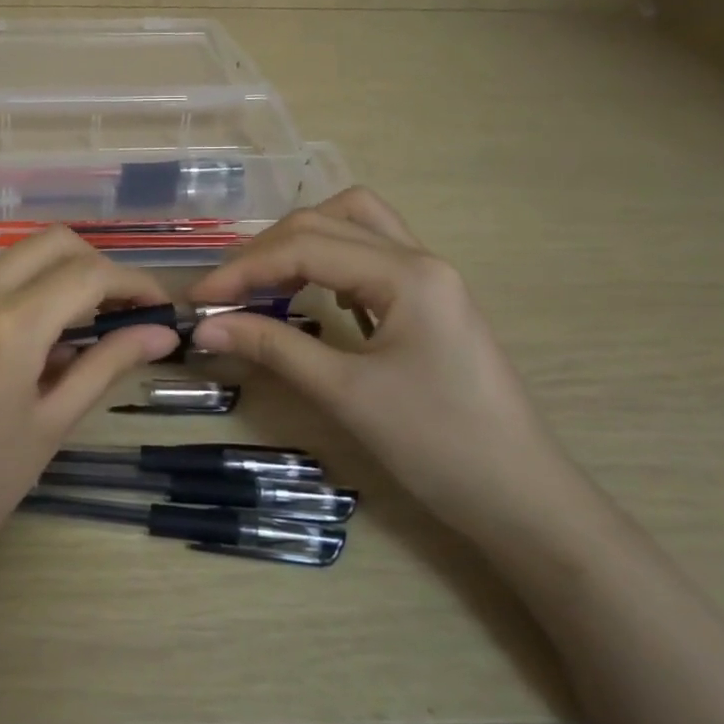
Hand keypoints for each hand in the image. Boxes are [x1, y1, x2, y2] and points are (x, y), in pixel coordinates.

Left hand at [0, 228, 179, 584]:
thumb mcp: (49, 426)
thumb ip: (105, 366)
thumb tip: (159, 334)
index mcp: (9, 325)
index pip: (89, 274)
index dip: (133, 284)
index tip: (156, 309)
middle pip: (50, 244)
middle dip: (94, 266)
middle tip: (115, 310)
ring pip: (7, 265)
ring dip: (47, 284)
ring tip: (61, 343)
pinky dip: (4, 304)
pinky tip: (6, 354)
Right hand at [189, 187, 580, 546]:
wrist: (525, 501)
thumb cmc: (439, 446)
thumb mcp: (346, 394)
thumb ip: (273, 348)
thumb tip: (204, 326)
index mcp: (408, 274)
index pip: (306, 247)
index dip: (244, 269)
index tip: (198, 299)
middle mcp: (420, 259)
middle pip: (326, 221)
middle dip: (265, 250)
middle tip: (224, 292)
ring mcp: (429, 279)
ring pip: (353, 226)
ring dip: (300, 243)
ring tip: (261, 282)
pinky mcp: (429, 303)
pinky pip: (369, 256)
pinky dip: (328, 261)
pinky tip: (311, 297)